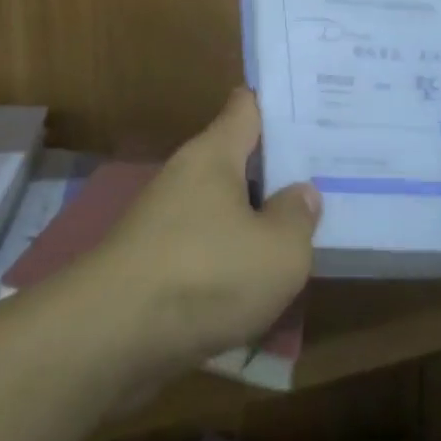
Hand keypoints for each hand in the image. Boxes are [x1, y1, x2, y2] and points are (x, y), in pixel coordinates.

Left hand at [90, 89, 320, 375]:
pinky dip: (231, 254)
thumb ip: (297, 217)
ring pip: (221, 206)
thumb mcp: (278, 251)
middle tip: (327, 172)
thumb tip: (300, 192)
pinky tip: (260, 276)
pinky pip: (205, 244)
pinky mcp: (153, 261)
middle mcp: (185, 176)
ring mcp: (163, 219)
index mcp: (213, 154)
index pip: (245, 107)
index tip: (313, 107)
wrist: (113, 336)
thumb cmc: (206, 275)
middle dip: (275, 168)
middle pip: (236, 159)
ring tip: (303, 227)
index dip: (276, 104)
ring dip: (254, 216)